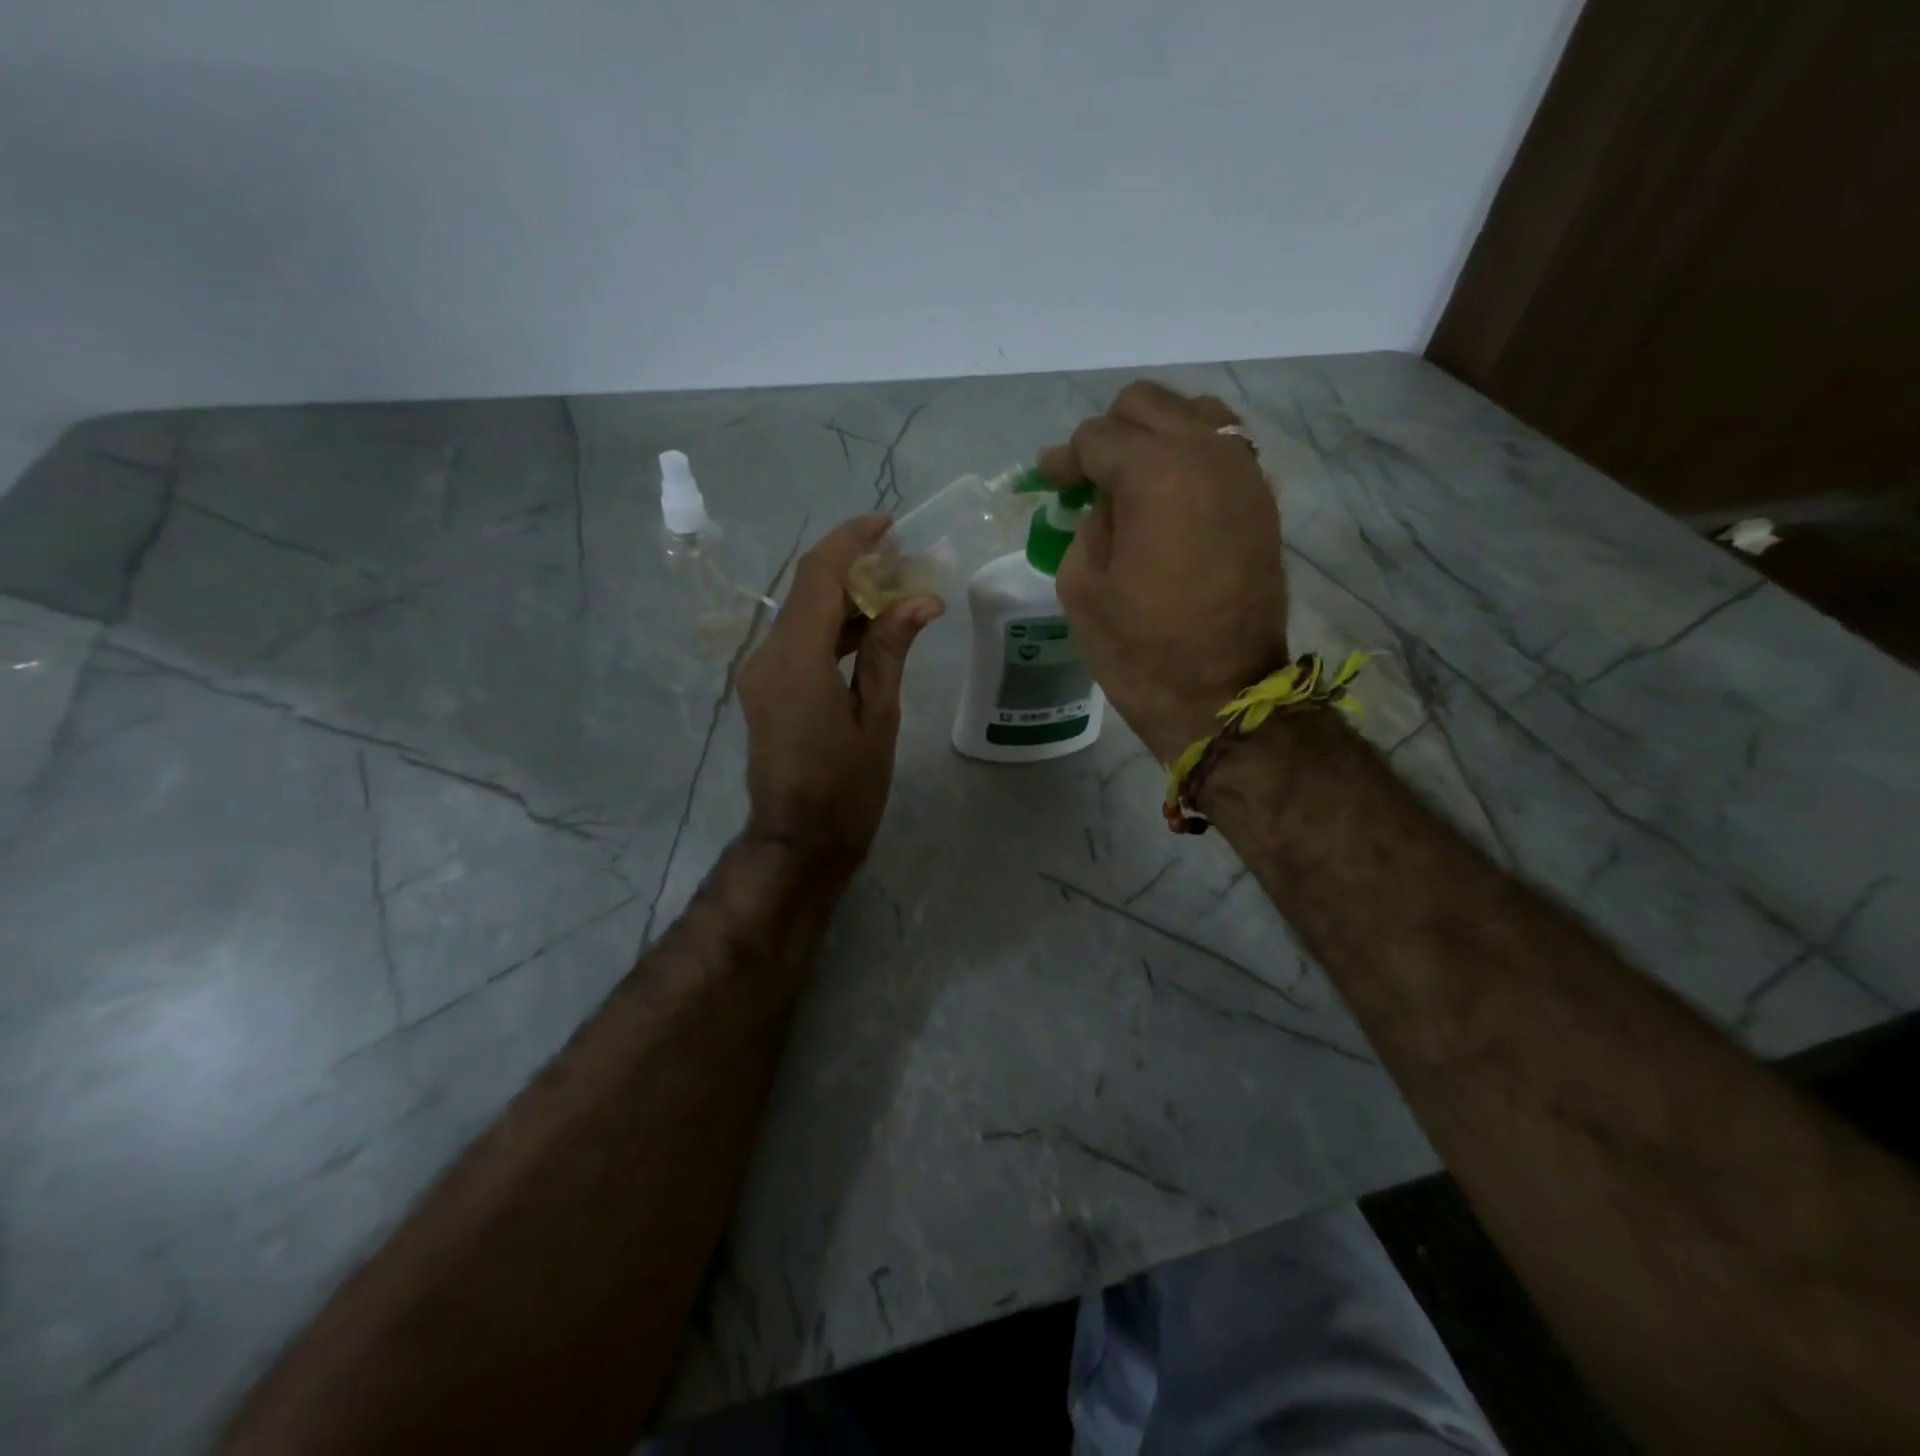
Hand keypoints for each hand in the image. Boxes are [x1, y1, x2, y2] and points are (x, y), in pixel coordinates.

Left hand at [737, 516, 941, 868]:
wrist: (798, 843)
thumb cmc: (847, 789)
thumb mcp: (877, 718)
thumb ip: (890, 651)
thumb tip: (921, 599)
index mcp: (796, 659)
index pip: (818, 576)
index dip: (851, 541)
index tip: (889, 526)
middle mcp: (768, 656)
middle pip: (808, 590)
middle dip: (854, 567)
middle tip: (905, 562)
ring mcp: (761, 674)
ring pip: (803, 615)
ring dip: (846, 599)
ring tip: (898, 593)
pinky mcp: (766, 690)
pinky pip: (799, 642)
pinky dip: (833, 629)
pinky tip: (871, 632)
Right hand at [1036, 381, 1288, 760]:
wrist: (1221, 694)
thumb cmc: (1140, 649)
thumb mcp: (1081, 587)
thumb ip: (1086, 525)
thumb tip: (1104, 501)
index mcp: (1154, 473)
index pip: (1096, 437)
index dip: (1064, 458)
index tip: (1048, 481)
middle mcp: (1206, 455)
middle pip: (1147, 405)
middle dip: (1109, 434)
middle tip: (1089, 479)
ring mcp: (1244, 474)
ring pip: (1194, 414)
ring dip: (1156, 436)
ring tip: (1135, 480)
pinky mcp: (1262, 500)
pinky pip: (1224, 449)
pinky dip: (1192, 456)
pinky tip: (1172, 495)